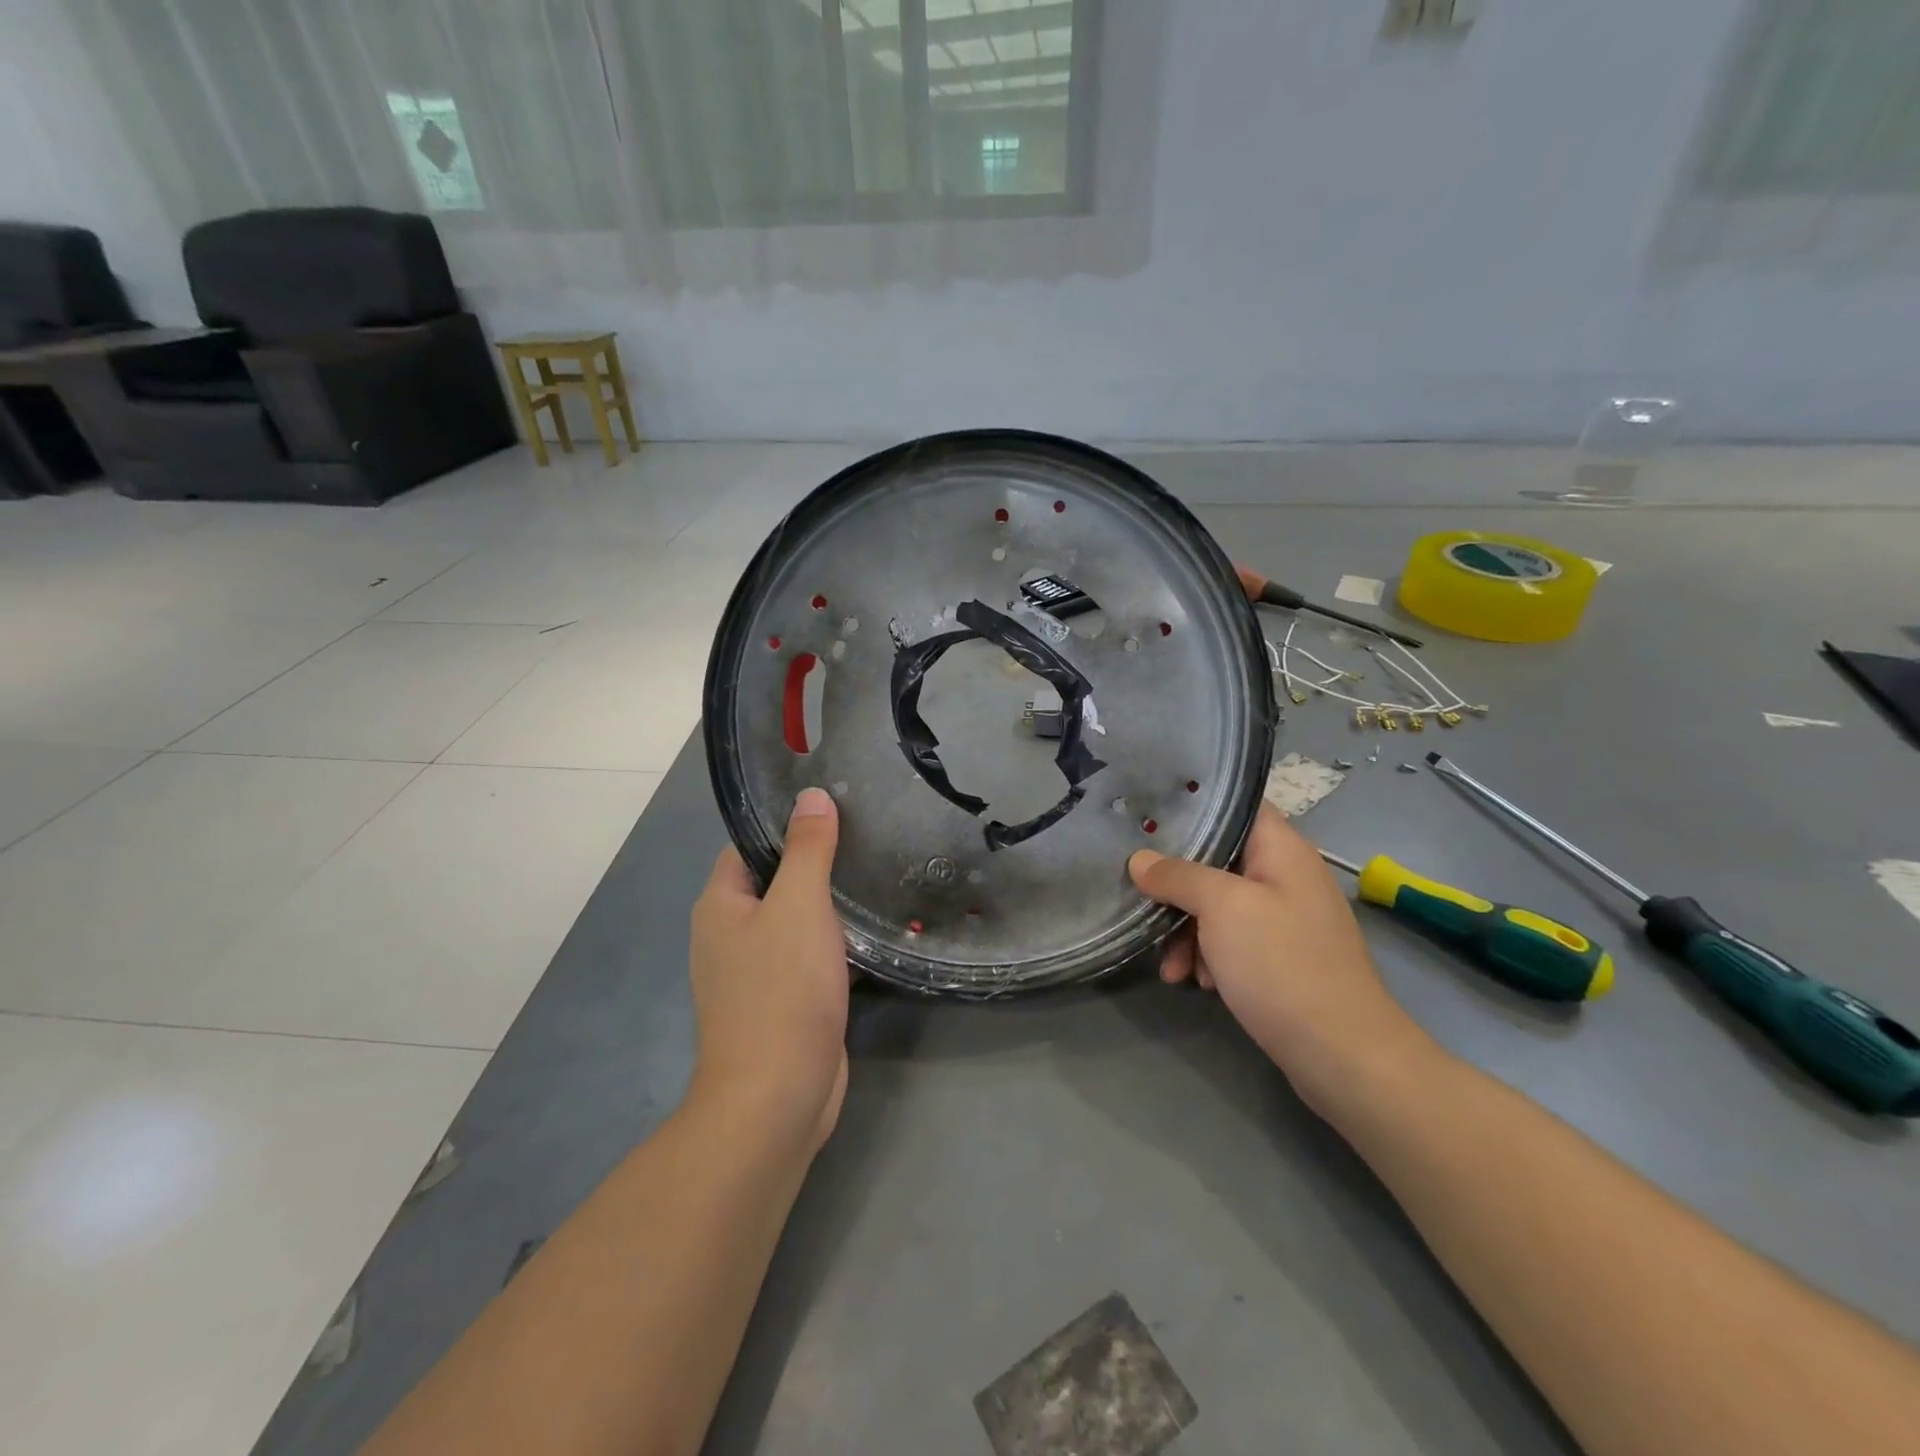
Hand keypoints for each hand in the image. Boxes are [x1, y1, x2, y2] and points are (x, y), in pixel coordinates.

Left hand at [689, 787, 849, 1153]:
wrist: (778, 1096)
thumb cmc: (781, 990)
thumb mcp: (798, 905)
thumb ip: (807, 849)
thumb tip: (812, 796)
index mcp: (720, 905)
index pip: (750, 844)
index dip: (787, 822)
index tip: (836, 804)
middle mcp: (730, 934)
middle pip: (775, 880)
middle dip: (817, 859)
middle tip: (868, 834)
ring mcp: (757, 971)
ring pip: (796, 919)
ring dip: (831, 902)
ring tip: (878, 870)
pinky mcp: (785, 1000)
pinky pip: (810, 955)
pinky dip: (837, 940)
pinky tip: (875, 927)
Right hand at [1129, 805, 1428, 1113]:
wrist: (1342, 1055)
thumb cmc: (1282, 964)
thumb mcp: (1221, 908)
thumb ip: (1177, 876)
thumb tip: (1140, 860)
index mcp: (1282, 849)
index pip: (1236, 805)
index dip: (1193, 806)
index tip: (1147, 816)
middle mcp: (1285, 876)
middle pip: (1218, 860)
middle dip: (1177, 884)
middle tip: (1143, 900)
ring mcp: (1284, 919)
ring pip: (1218, 905)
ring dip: (1187, 930)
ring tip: (1171, 966)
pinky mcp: (1280, 958)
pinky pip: (1232, 940)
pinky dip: (1209, 955)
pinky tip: (1196, 981)